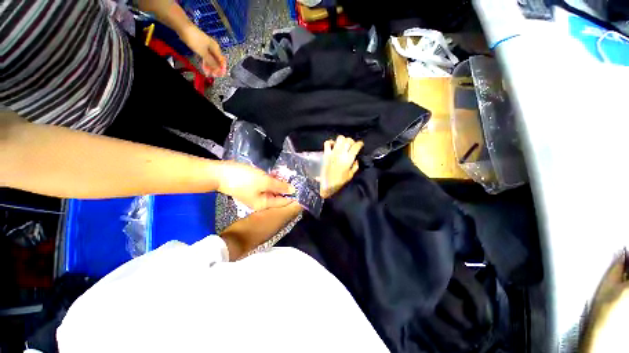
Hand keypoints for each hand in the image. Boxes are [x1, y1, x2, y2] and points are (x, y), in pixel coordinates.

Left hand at [179, 25, 226, 76]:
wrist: (184, 28)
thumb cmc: (195, 40)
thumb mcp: (203, 53)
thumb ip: (211, 62)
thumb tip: (218, 70)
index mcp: (216, 48)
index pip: (222, 61)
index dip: (221, 68)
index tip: (219, 75)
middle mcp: (214, 47)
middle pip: (217, 60)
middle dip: (215, 68)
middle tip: (212, 74)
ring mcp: (208, 46)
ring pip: (211, 58)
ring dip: (210, 65)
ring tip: (207, 71)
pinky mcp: (202, 45)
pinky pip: (206, 56)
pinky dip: (205, 61)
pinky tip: (204, 65)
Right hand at [217, 161, 294, 210]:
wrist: (220, 173)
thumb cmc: (244, 179)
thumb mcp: (265, 182)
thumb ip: (280, 186)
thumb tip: (293, 190)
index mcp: (264, 204)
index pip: (283, 202)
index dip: (293, 195)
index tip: (302, 187)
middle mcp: (261, 202)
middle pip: (278, 196)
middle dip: (286, 187)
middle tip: (295, 178)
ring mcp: (256, 194)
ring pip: (273, 190)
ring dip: (279, 183)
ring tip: (287, 174)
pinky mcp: (253, 187)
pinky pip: (266, 185)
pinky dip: (272, 180)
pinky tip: (277, 174)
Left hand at [320, 136, 362, 197]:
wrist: (327, 185)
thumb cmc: (340, 181)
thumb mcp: (350, 175)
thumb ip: (355, 166)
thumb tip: (356, 160)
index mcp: (348, 159)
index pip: (356, 147)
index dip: (360, 144)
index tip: (360, 144)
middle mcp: (341, 154)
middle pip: (348, 140)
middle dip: (351, 141)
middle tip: (351, 145)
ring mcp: (333, 153)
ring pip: (339, 139)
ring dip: (343, 140)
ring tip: (343, 144)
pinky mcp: (326, 154)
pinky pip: (327, 143)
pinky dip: (330, 142)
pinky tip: (333, 145)